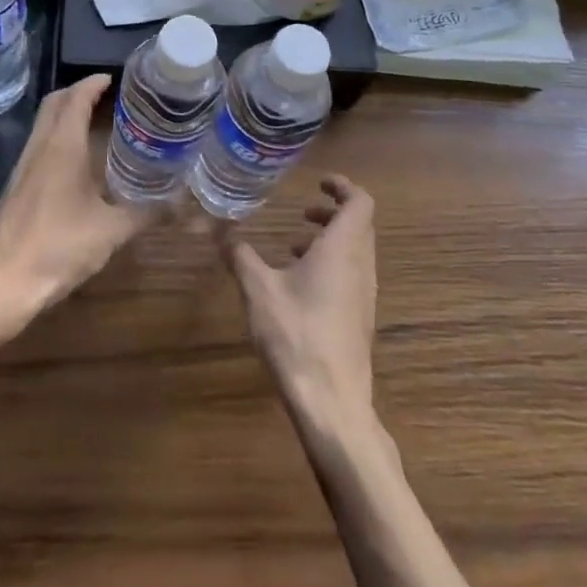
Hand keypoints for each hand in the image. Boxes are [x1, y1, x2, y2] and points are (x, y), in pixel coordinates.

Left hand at [0, 75, 151, 337]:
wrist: (2, 285)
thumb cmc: (58, 247)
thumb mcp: (111, 231)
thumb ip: (146, 213)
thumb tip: (179, 204)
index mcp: (62, 146)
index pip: (75, 98)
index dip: (93, 83)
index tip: (114, 78)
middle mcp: (39, 148)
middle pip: (53, 103)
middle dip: (77, 92)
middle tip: (106, 97)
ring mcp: (23, 168)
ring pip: (43, 125)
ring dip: (65, 115)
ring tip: (96, 124)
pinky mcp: (16, 188)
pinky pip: (39, 147)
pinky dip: (58, 139)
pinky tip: (77, 164)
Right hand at [220, 174, 377, 434]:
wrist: (332, 403)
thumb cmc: (297, 335)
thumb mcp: (258, 289)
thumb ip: (240, 255)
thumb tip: (221, 230)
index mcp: (343, 248)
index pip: (360, 202)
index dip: (343, 187)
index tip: (319, 183)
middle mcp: (361, 266)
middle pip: (359, 225)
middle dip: (332, 213)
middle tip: (302, 213)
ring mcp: (364, 295)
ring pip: (355, 252)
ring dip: (330, 241)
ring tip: (293, 248)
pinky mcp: (359, 319)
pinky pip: (351, 276)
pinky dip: (331, 266)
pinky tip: (298, 287)